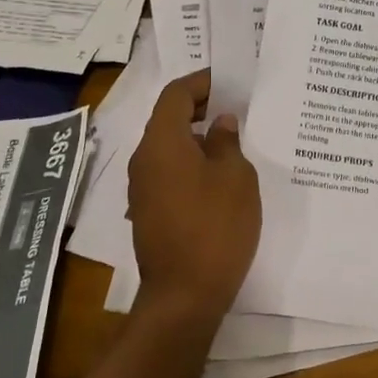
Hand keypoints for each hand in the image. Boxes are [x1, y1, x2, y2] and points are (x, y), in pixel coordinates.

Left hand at [126, 70, 261, 329]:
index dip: (201, 82)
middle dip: (200, 109)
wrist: (183, 297)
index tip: (228, 81)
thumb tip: (220, 123)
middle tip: (236, 108)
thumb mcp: (235, 178)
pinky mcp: (148, 212)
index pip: (175, 95)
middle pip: (168, 119)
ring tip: (233, 142)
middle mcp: (143, 160)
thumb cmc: (215, 228)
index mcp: (161, 142)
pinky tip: (219, 177)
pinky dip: (191, 163)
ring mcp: (141, 188)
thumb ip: (227, 142)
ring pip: (169, 148)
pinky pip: (168, 172)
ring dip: (197, 138)